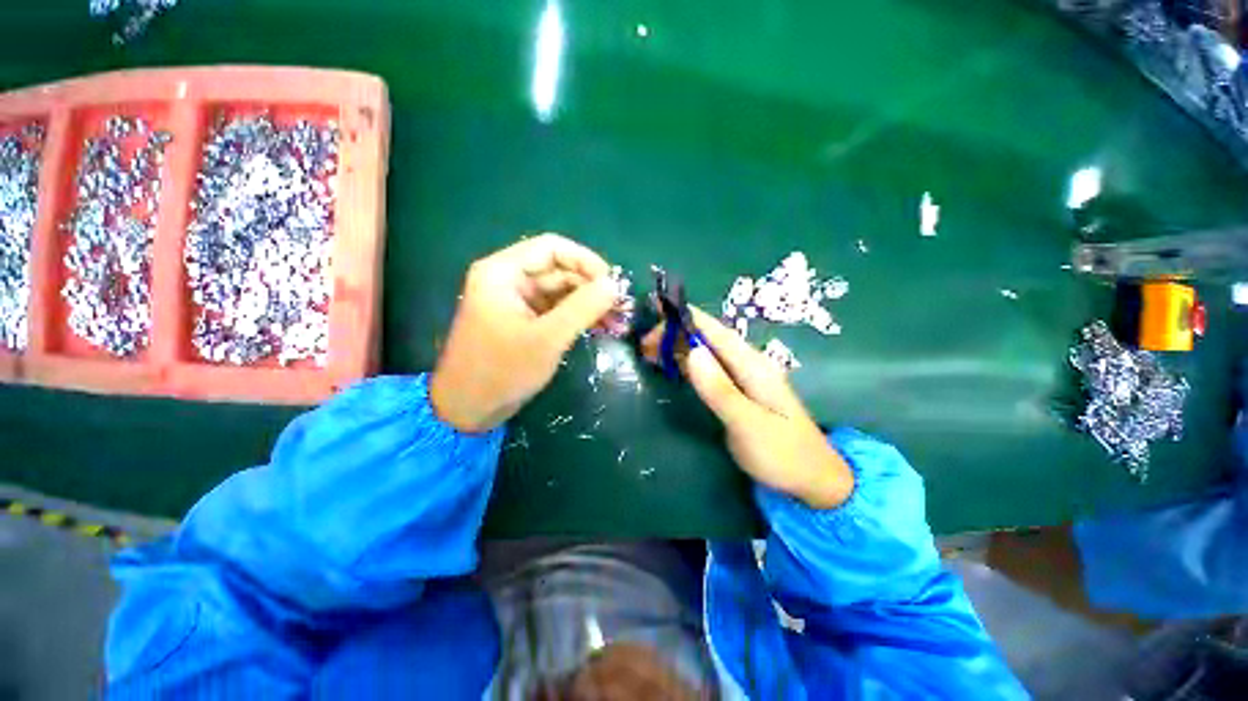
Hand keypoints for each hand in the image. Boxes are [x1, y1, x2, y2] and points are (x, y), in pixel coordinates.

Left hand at [429, 234, 617, 432]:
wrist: (468, 409)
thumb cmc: (502, 370)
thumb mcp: (546, 339)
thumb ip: (581, 309)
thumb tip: (614, 285)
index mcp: (503, 272)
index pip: (551, 248)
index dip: (586, 261)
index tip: (612, 283)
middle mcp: (509, 280)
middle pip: (559, 270)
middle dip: (592, 287)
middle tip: (622, 307)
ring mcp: (518, 302)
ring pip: (562, 292)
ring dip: (589, 304)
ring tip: (618, 321)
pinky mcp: (525, 321)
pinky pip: (557, 310)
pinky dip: (579, 317)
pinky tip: (602, 327)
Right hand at [646, 308, 853, 508]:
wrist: (812, 481)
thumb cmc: (781, 453)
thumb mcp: (748, 423)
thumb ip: (720, 389)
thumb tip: (692, 352)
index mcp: (753, 364)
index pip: (715, 331)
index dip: (687, 318)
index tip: (656, 311)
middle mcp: (747, 364)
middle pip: (708, 339)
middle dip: (676, 335)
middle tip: (644, 345)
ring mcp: (742, 378)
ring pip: (706, 353)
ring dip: (678, 348)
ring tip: (649, 351)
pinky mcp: (737, 392)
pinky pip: (708, 370)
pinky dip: (687, 365)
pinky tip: (672, 366)